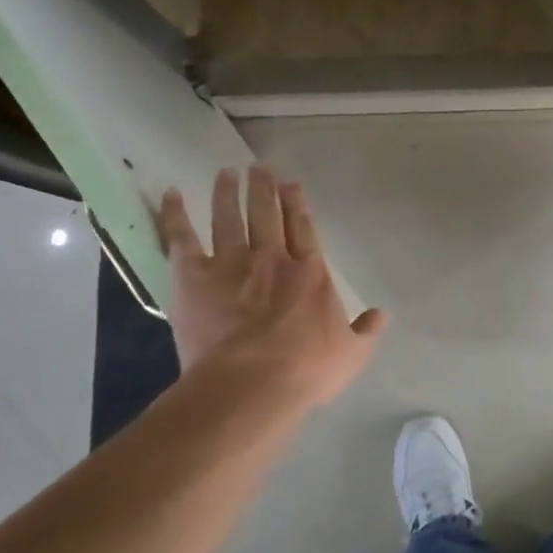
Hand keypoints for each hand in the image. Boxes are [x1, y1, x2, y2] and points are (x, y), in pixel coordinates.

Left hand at [157, 167, 386, 408]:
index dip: (297, 204)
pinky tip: (171, 196)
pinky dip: (175, 215)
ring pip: (228, 218)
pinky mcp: (194, 277)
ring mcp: (231, 263)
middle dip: (264, 189)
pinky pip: (181, 238)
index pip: (303, 229)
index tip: (291, 184)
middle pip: (267, 214)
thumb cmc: (305, 370)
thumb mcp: (351, 355)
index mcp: (309, 273)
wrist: (251, 384)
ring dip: (227, 193)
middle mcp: (271, 258)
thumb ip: (365, 331)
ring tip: (226, 173)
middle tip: (258, 168)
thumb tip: (381, 314)